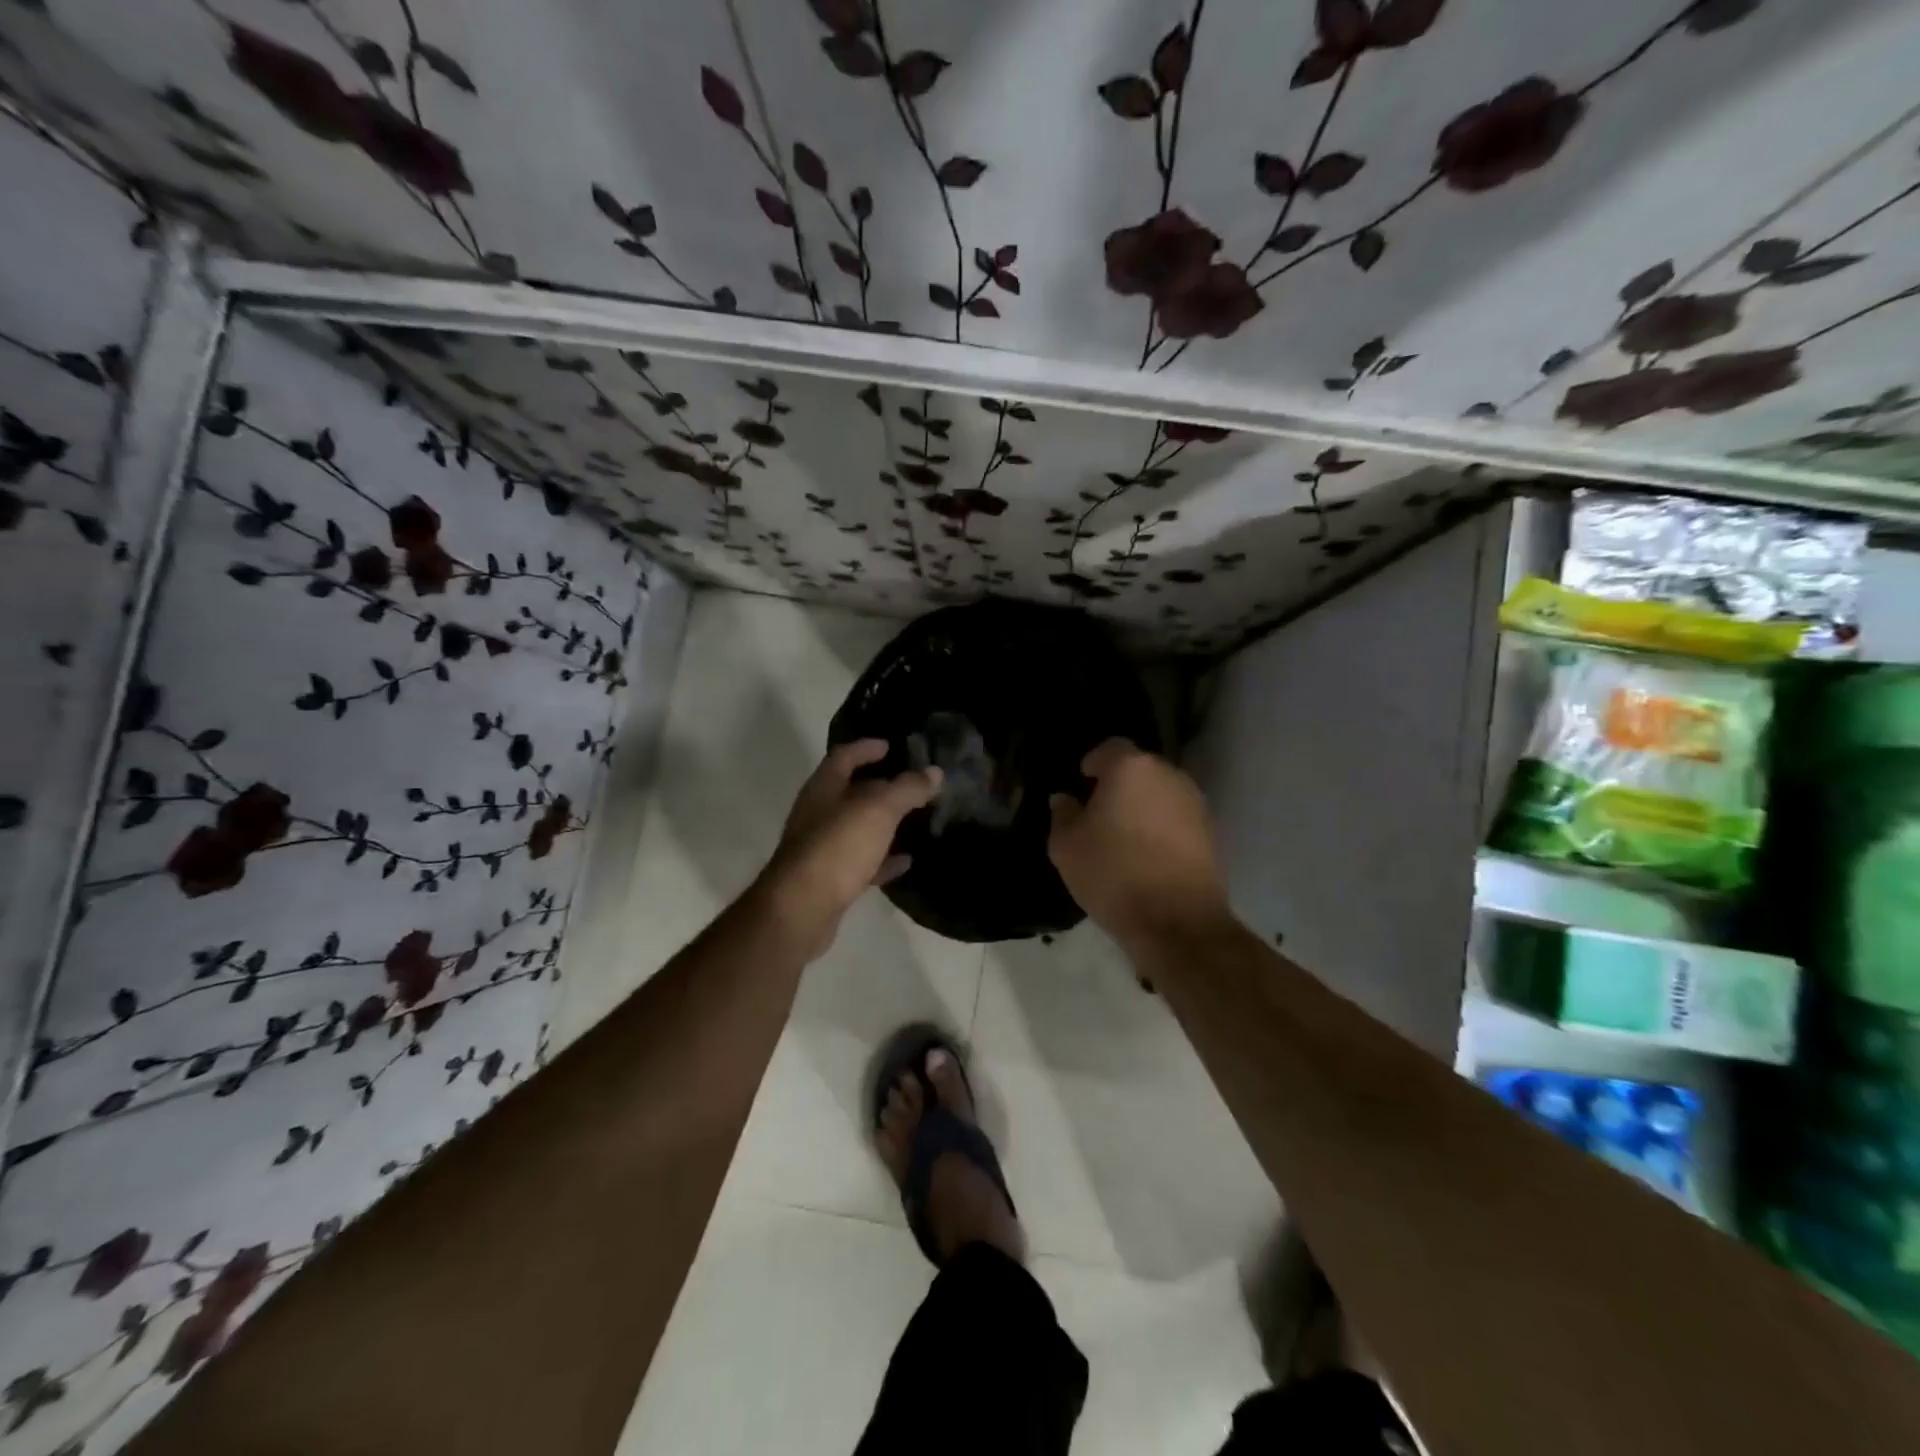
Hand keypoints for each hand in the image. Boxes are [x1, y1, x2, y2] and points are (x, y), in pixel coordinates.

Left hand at [757, 740, 941, 957]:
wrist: (801, 909)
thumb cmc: (837, 847)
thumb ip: (907, 789)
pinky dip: (883, 858)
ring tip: (914, 818)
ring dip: (882, 822)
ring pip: (856, 827)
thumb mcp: (879, 810)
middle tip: (911, 782)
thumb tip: (934, 772)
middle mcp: (817, 814)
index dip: (866, 748)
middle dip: (879, 785)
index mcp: (823, 789)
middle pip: (849, 792)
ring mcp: (821, 848)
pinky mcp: (829, 880)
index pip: (843, 757)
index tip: (890, 745)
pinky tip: (906, 860)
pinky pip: (861, 862)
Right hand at [1047, 739, 1232, 948]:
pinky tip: (1149, 857)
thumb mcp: (1066, 847)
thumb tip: (1066, 799)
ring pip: (1160, 794)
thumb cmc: (1113, 874)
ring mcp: (1196, 803)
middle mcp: (1169, 775)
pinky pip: (1178, 819)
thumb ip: (1063, 814)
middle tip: (1099, 814)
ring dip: (1143, 807)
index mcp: (1131, 768)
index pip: (1109, 748)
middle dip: (1119, 785)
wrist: (1178, 921)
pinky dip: (1163, 829)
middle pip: (1139, 769)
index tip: (1082, 784)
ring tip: (1124, 838)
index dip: (1093, 763)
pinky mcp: (1212, 832)